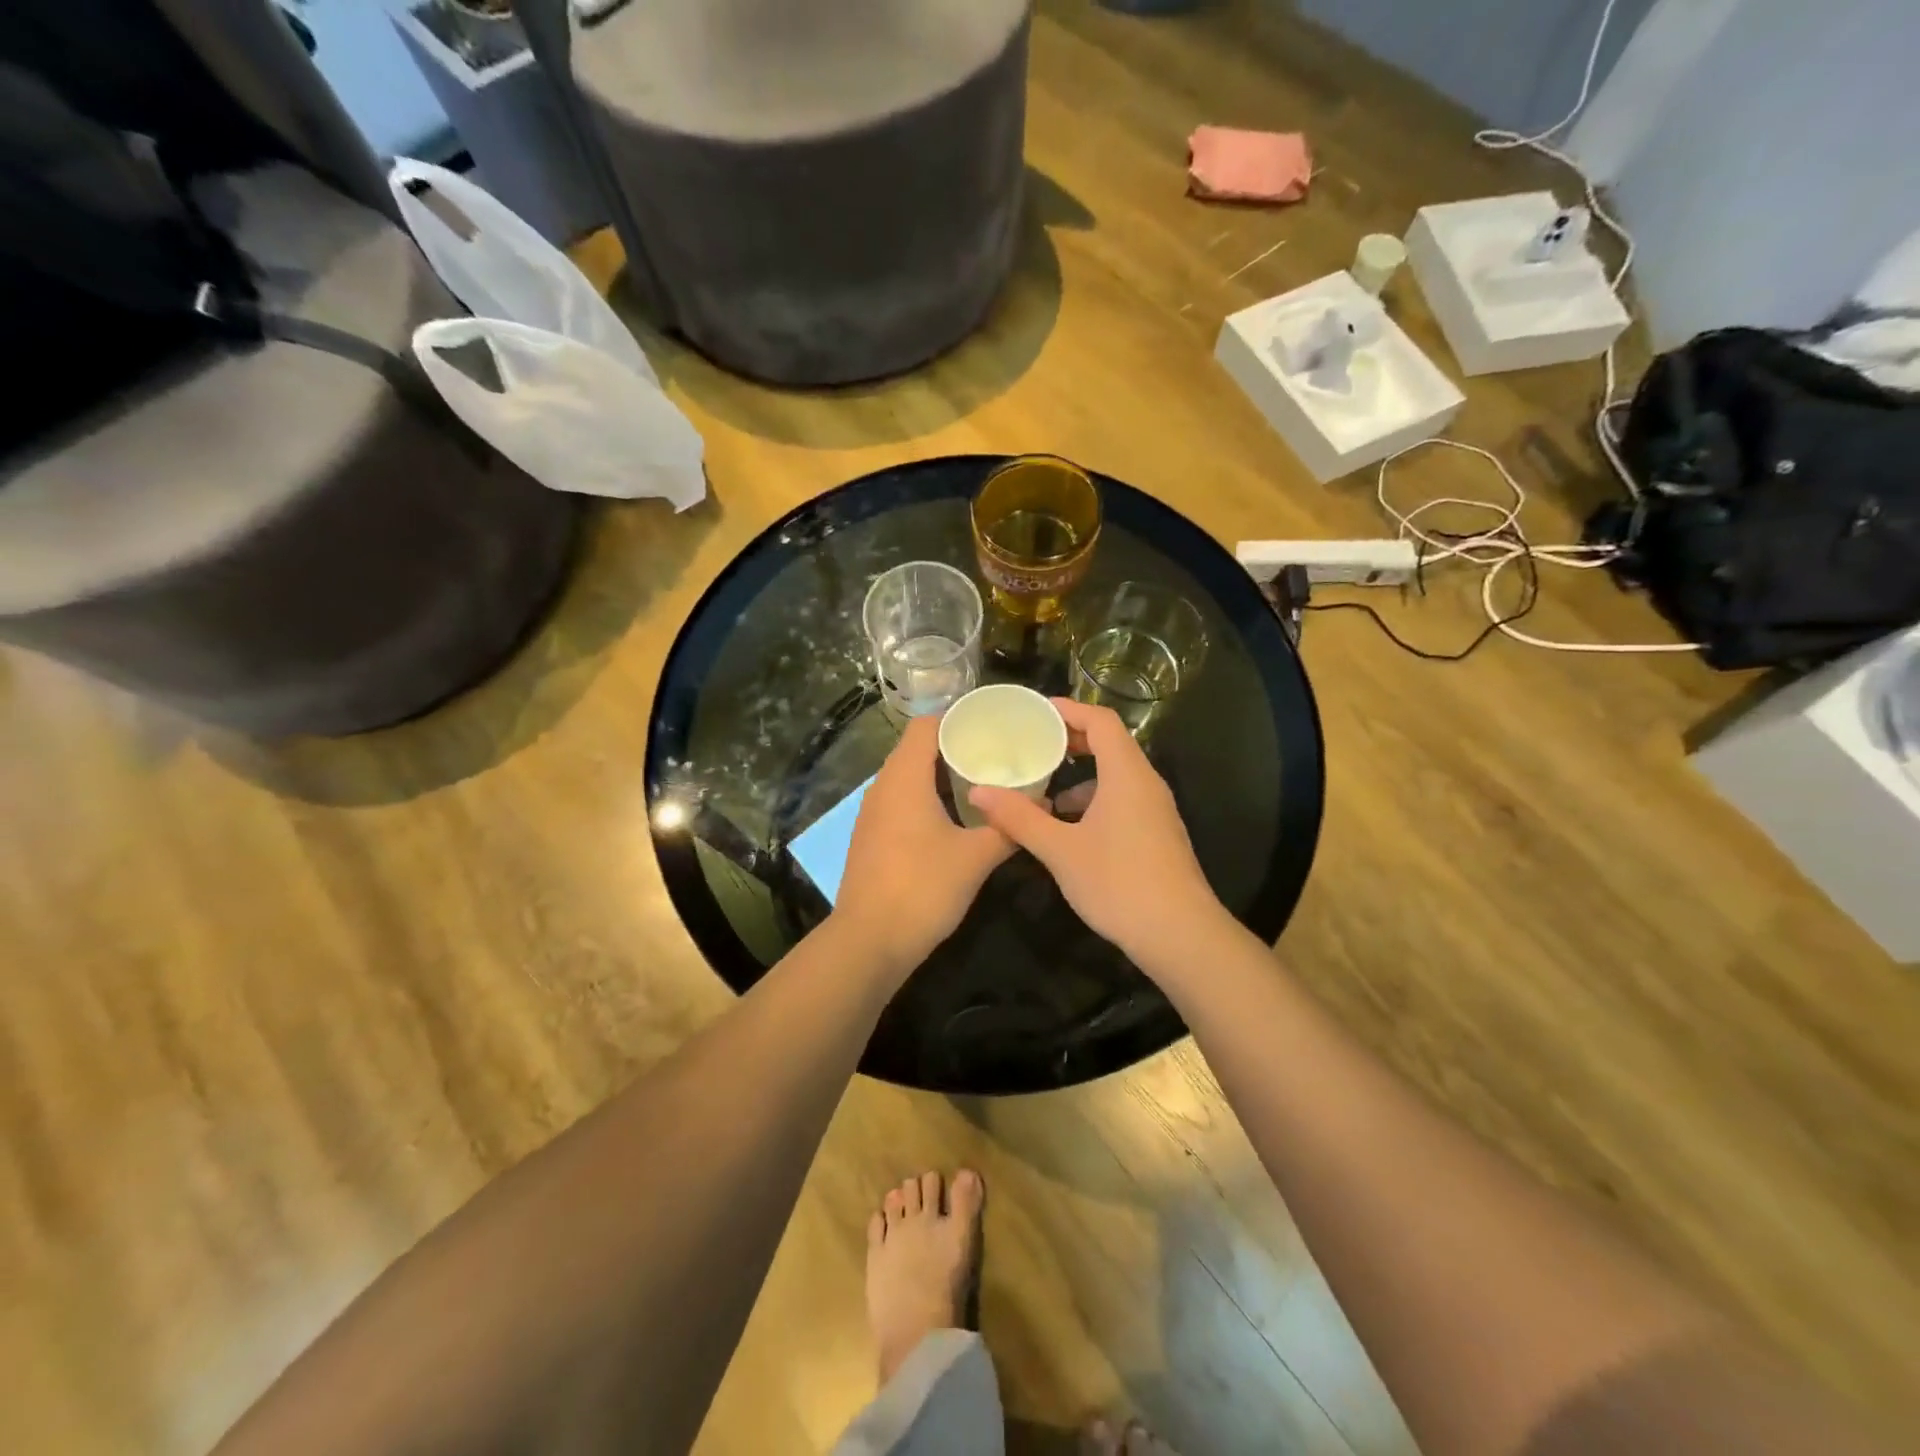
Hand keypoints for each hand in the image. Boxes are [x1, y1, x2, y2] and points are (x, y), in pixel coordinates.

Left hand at [833, 716, 1014, 975]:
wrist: (869, 942)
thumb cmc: (923, 888)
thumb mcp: (976, 857)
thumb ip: (1010, 827)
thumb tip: (1045, 803)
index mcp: (904, 778)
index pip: (925, 725)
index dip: (956, 718)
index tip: (991, 725)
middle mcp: (882, 787)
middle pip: (916, 749)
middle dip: (955, 747)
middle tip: (995, 754)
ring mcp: (872, 814)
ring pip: (907, 778)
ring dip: (940, 776)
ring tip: (981, 783)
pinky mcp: (871, 838)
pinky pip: (900, 802)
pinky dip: (926, 799)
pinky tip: (953, 818)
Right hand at [968, 698, 1225, 969]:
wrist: (1179, 935)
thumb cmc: (1118, 882)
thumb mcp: (1060, 850)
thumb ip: (1019, 818)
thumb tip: (978, 792)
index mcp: (1127, 774)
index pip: (1102, 721)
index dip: (1069, 710)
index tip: (1036, 712)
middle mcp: (1146, 784)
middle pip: (1111, 745)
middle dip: (1072, 741)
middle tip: (1034, 745)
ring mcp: (1156, 811)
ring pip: (1116, 777)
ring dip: (1081, 776)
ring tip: (1043, 790)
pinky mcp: (1157, 835)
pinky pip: (1123, 800)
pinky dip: (1094, 801)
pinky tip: (1069, 828)